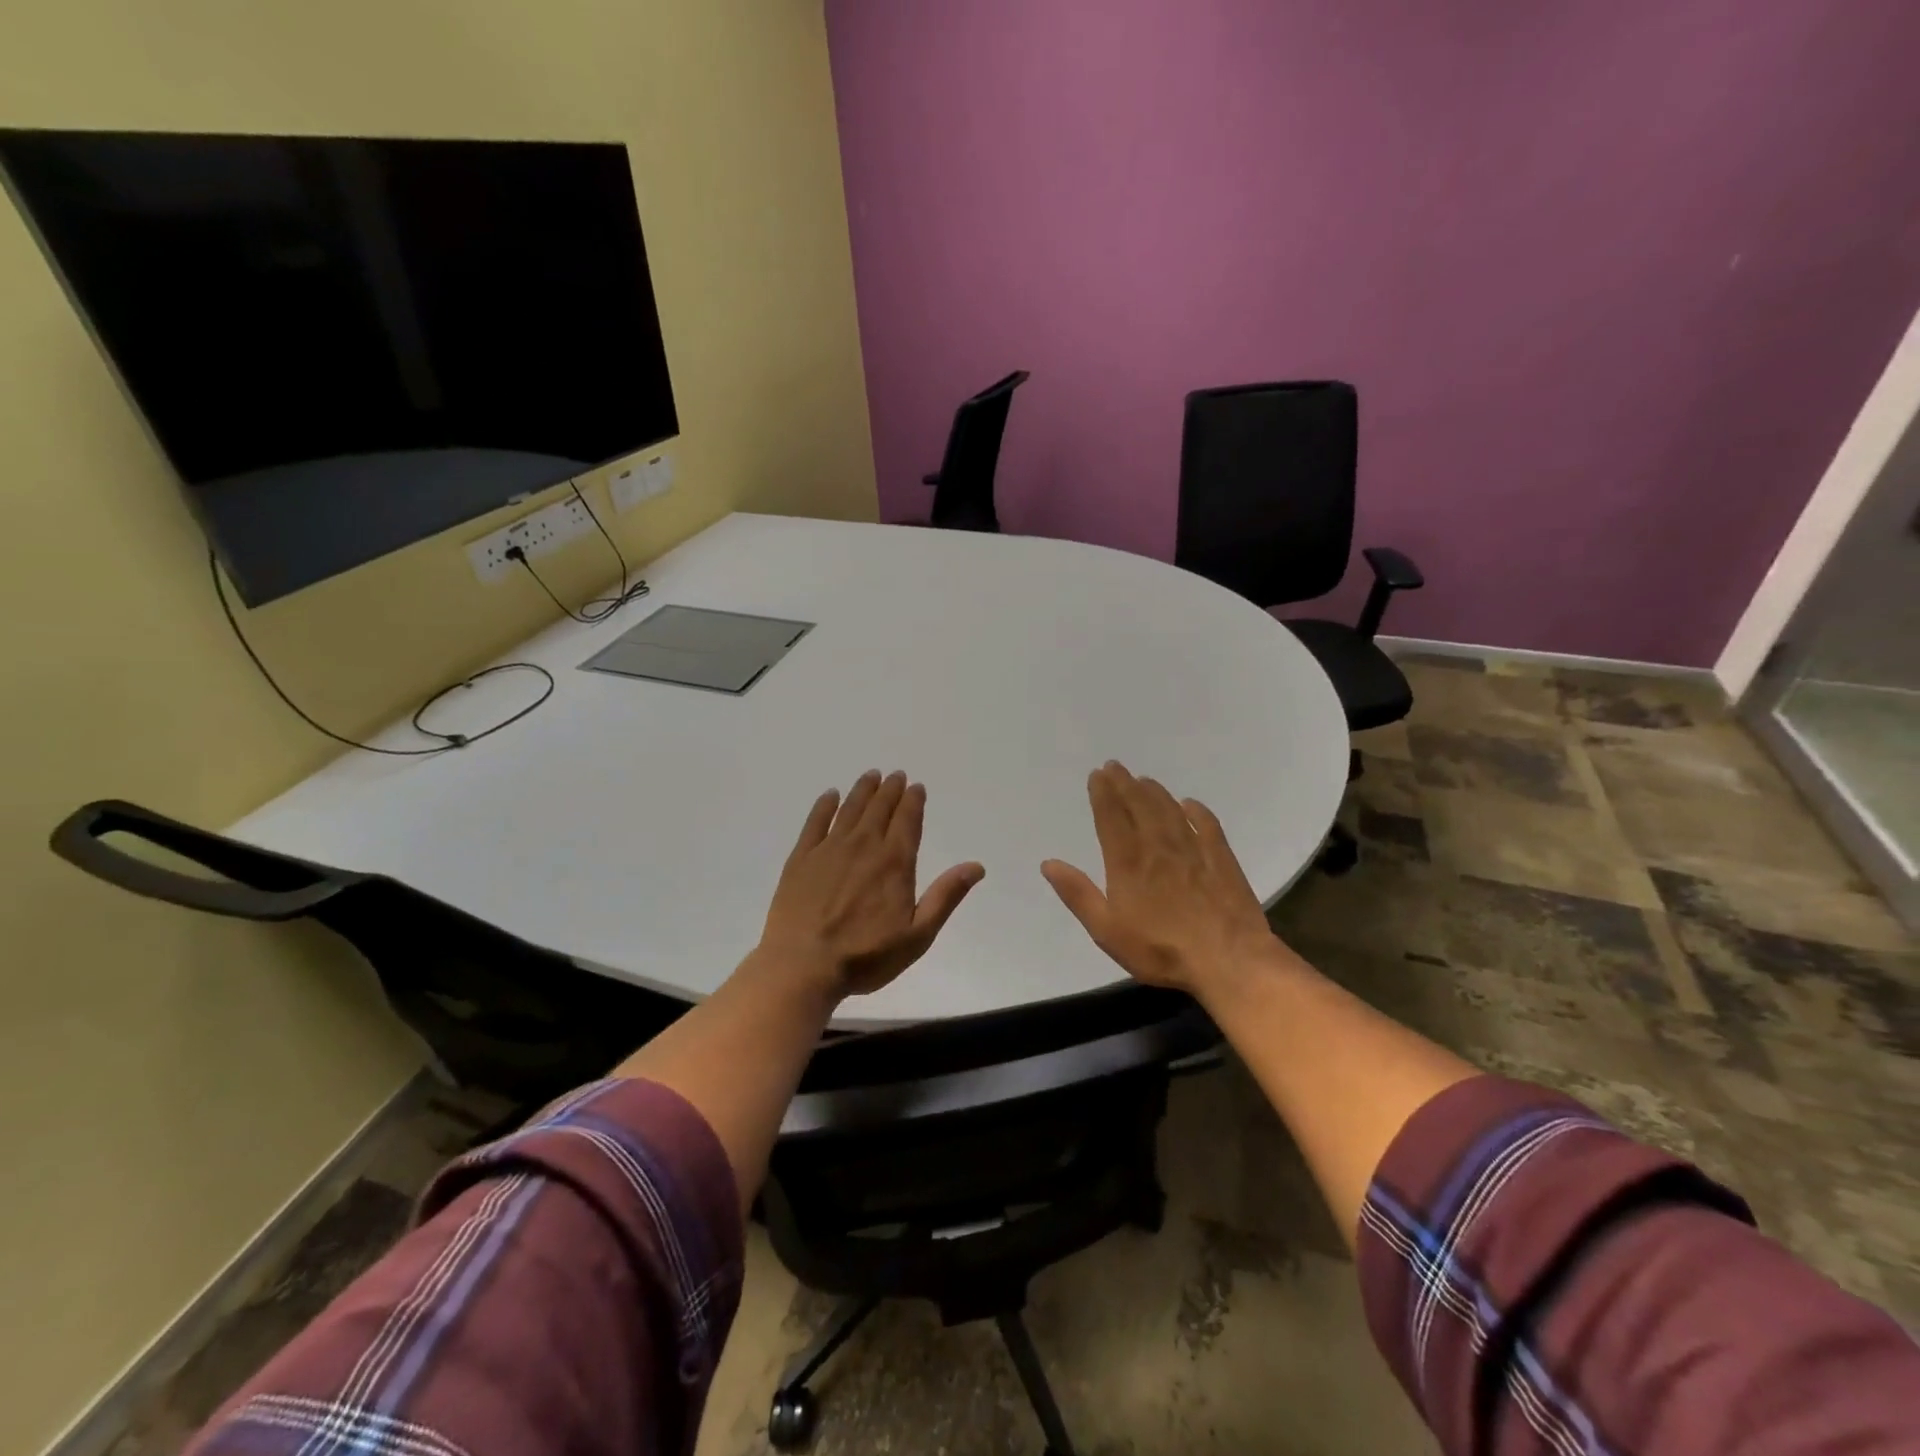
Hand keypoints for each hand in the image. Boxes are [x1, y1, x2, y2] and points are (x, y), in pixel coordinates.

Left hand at [759, 770, 984, 999]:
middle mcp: (864, 846)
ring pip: (850, 809)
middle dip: (890, 790)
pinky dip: (825, 805)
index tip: (916, 787)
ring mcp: (829, 849)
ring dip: (863, 790)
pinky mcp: (801, 858)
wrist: (802, 965)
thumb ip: (946, 896)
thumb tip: (976, 866)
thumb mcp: (918, 935)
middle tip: (895, 776)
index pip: (907, 821)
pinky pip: (815, 822)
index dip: (913, 801)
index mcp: (894, 862)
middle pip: (880, 809)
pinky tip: (830, 795)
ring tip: (871, 776)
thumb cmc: (866, 956)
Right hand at [1042, 761, 1282, 996]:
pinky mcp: (1221, 859)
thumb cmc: (1160, 950)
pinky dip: (1197, 811)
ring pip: (1170, 810)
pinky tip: (1190, 804)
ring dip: (1155, 792)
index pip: (1111, 817)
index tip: (1097, 774)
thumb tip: (1049, 863)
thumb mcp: (1107, 930)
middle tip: (1115, 766)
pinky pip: (1207, 825)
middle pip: (1139, 806)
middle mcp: (1158, 846)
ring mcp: (1193, 850)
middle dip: (1124, 784)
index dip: (1103, 793)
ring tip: (1144, 780)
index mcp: (1128, 862)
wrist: (1228, 960)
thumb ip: (1078, 894)